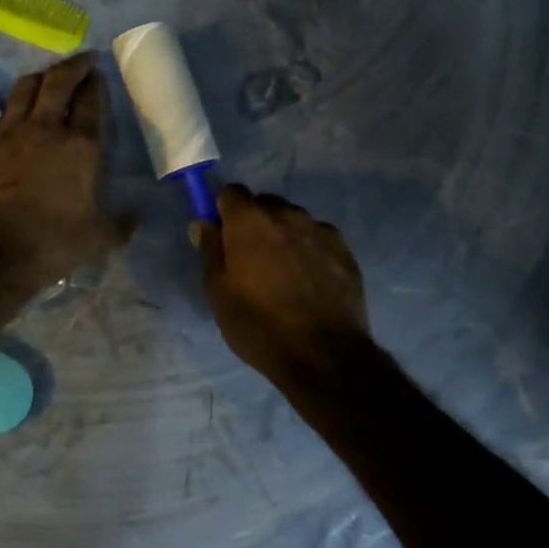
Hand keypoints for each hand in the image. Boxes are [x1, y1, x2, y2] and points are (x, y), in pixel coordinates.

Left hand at [0, 52, 131, 287]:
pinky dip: (14, 111)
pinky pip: (1, 117)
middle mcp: (45, 129)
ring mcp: (8, 134)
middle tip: (82, 61)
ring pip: (24, 88)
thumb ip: (120, 225)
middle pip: (58, 81)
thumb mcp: (98, 240)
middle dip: (73, 65)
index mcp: (80, 146)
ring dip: (40, 78)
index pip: (90, 101)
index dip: (95, 83)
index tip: (98, 73)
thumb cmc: (51, 244)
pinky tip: (17, 122)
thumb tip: (136, 219)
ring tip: (48, 78)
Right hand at [192, 184, 370, 387]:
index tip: (221, 235)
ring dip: (283, 235)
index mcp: (250, 221)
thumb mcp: (218, 293)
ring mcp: (320, 230)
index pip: (231, 192)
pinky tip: (309, 280)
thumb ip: (210, 250)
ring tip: (282, 272)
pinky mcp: (345, 250)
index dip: (223, 210)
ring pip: (293, 220)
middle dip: (254, 223)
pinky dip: (309, 249)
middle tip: (250, 259)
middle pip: (264, 204)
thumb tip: (203, 223)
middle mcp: (286, 214)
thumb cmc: (259, 325)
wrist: (324, 355)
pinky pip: (318, 238)